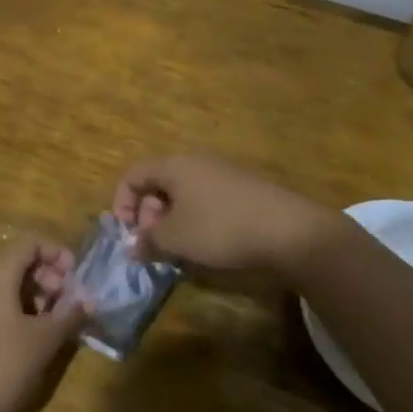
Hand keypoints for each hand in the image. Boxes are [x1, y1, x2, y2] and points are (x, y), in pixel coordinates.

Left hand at [0, 239, 84, 411]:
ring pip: (9, 285)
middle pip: (19, 262)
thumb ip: (69, 315)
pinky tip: (37, 337)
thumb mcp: (44, 340)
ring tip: (58, 322)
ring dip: (37, 296)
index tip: (78, 276)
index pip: (29, 243)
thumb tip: (89, 301)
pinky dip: (21, 311)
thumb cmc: (2, 365)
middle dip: (49, 277)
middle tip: (69, 302)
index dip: (56, 254)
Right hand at [113, 154, 356, 286]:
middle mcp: (197, 161)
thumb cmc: (221, 228)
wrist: (291, 231)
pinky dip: (198, 219)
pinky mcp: (245, 189)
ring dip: (173, 220)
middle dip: (149, 215)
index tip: (128, 234)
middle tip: (155, 245)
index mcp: (174, 165)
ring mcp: (224, 172)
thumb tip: (132, 245)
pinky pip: (208, 199)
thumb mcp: (176, 239)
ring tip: (180, 250)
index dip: (122, 203)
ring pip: (184, 193)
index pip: (133, 174)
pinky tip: (210, 246)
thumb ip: (147, 240)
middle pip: (159, 183)